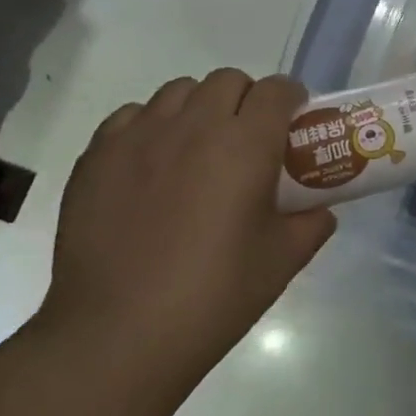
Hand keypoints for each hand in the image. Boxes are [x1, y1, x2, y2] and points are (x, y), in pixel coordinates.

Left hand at [42, 70, 336, 384]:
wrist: (118, 335)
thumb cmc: (213, 297)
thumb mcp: (281, 262)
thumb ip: (311, 225)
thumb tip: (319, 211)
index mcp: (246, 144)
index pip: (276, 90)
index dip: (291, 99)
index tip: (293, 123)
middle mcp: (194, 125)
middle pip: (227, 81)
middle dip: (246, 100)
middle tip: (247, 141)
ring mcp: (139, 136)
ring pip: (178, 91)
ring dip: (199, 108)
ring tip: (197, 150)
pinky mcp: (97, 156)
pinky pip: (131, 117)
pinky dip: (150, 127)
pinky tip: (151, 167)